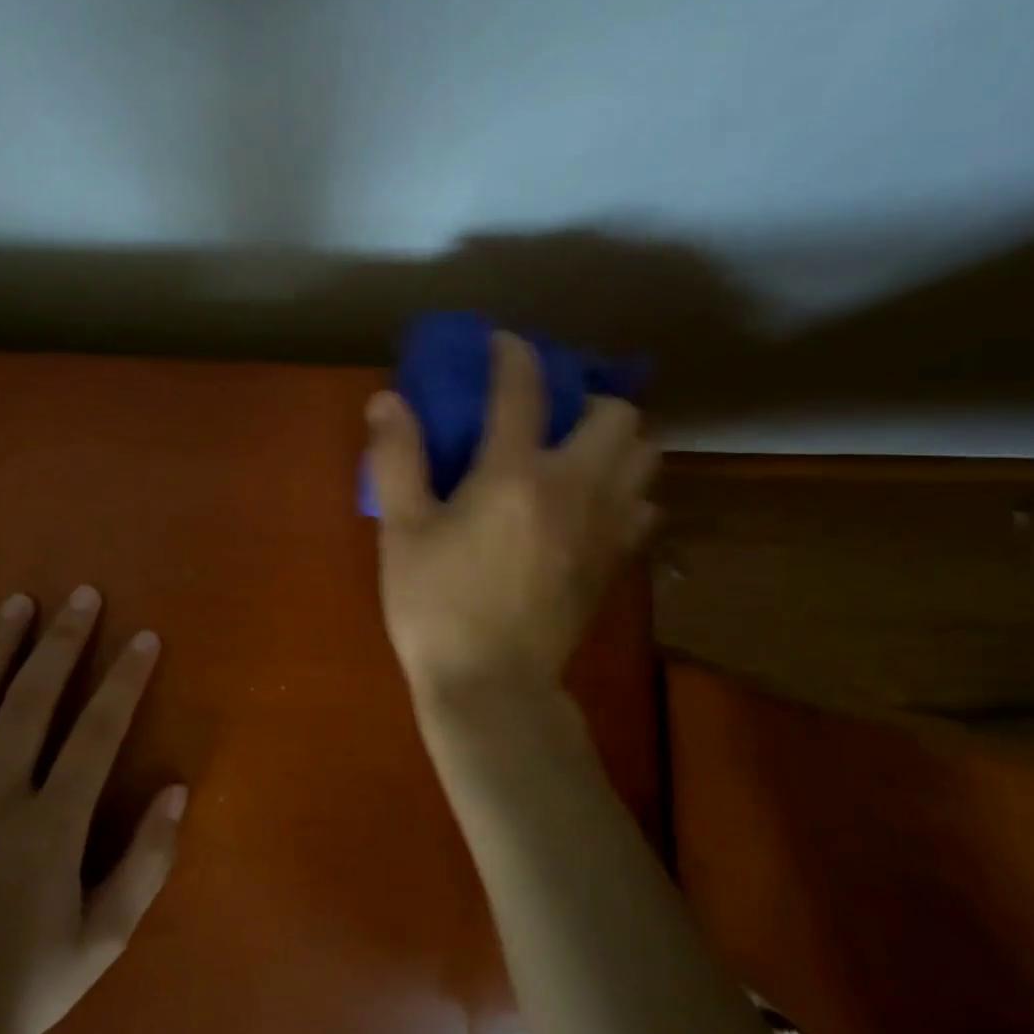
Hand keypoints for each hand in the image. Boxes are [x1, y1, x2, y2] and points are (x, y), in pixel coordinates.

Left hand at [0, 586, 186, 1033]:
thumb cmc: (26, 985)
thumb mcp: (105, 939)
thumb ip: (147, 862)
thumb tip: (177, 788)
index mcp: (49, 828)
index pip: (97, 734)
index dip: (125, 680)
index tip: (144, 638)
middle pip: (30, 702)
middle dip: (62, 643)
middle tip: (83, 596)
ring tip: (17, 604)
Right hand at [366, 332, 657, 698]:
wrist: (491, 688)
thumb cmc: (436, 607)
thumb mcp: (402, 531)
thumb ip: (398, 459)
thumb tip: (388, 399)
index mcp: (515, 474)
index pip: (524, 388)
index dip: (514, 354)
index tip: (502, 344)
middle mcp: (574, 487)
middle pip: (617, 414)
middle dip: (586, 399)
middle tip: (550, 415)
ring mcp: (605, 526)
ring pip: (645, 456)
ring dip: (617, 441)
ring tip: (577, 453)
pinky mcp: (616, 561)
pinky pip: (644, 506)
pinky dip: (626, 491)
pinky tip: (591, 505)